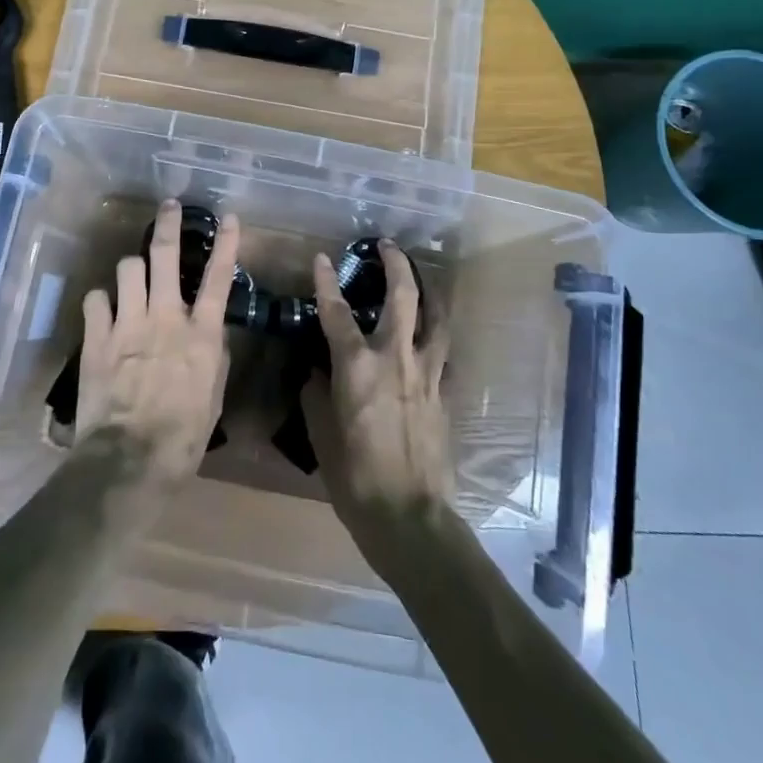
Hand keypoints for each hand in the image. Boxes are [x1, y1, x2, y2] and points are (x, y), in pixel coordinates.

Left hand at [76, 200, 239, 489]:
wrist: (131, 459)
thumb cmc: (183, 437)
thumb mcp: (213, 397)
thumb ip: (213, 357)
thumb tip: (210, 333)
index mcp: (201, 334)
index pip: (219, 278)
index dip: (226, 243)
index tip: (229, 217)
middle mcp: (166, 317)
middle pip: (165, 255)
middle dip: (167, 224)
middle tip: (168, 206)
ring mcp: (128, 323)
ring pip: (127, 268)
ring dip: (131, 269)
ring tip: (132, 278)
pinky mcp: (97, 337)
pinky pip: (95, 298)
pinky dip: (101, 302)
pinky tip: (103, 312)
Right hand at [301, 240, 452, 558]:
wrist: (410, 517)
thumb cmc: (354, 477)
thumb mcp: (321, 434)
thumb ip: (316, 395)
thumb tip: (317, 373)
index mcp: (357, 367)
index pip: (337, 312)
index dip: (326, 282)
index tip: (322, 258)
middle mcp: (395, 358)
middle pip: (403, 297)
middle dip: (396, 264)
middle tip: (388, 245)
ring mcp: (427, 375)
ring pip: (435, 318)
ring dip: (429, 292)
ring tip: (422, 279)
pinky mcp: (445, 394)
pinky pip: (444, 354)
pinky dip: (436, 337)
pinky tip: (432, 338)